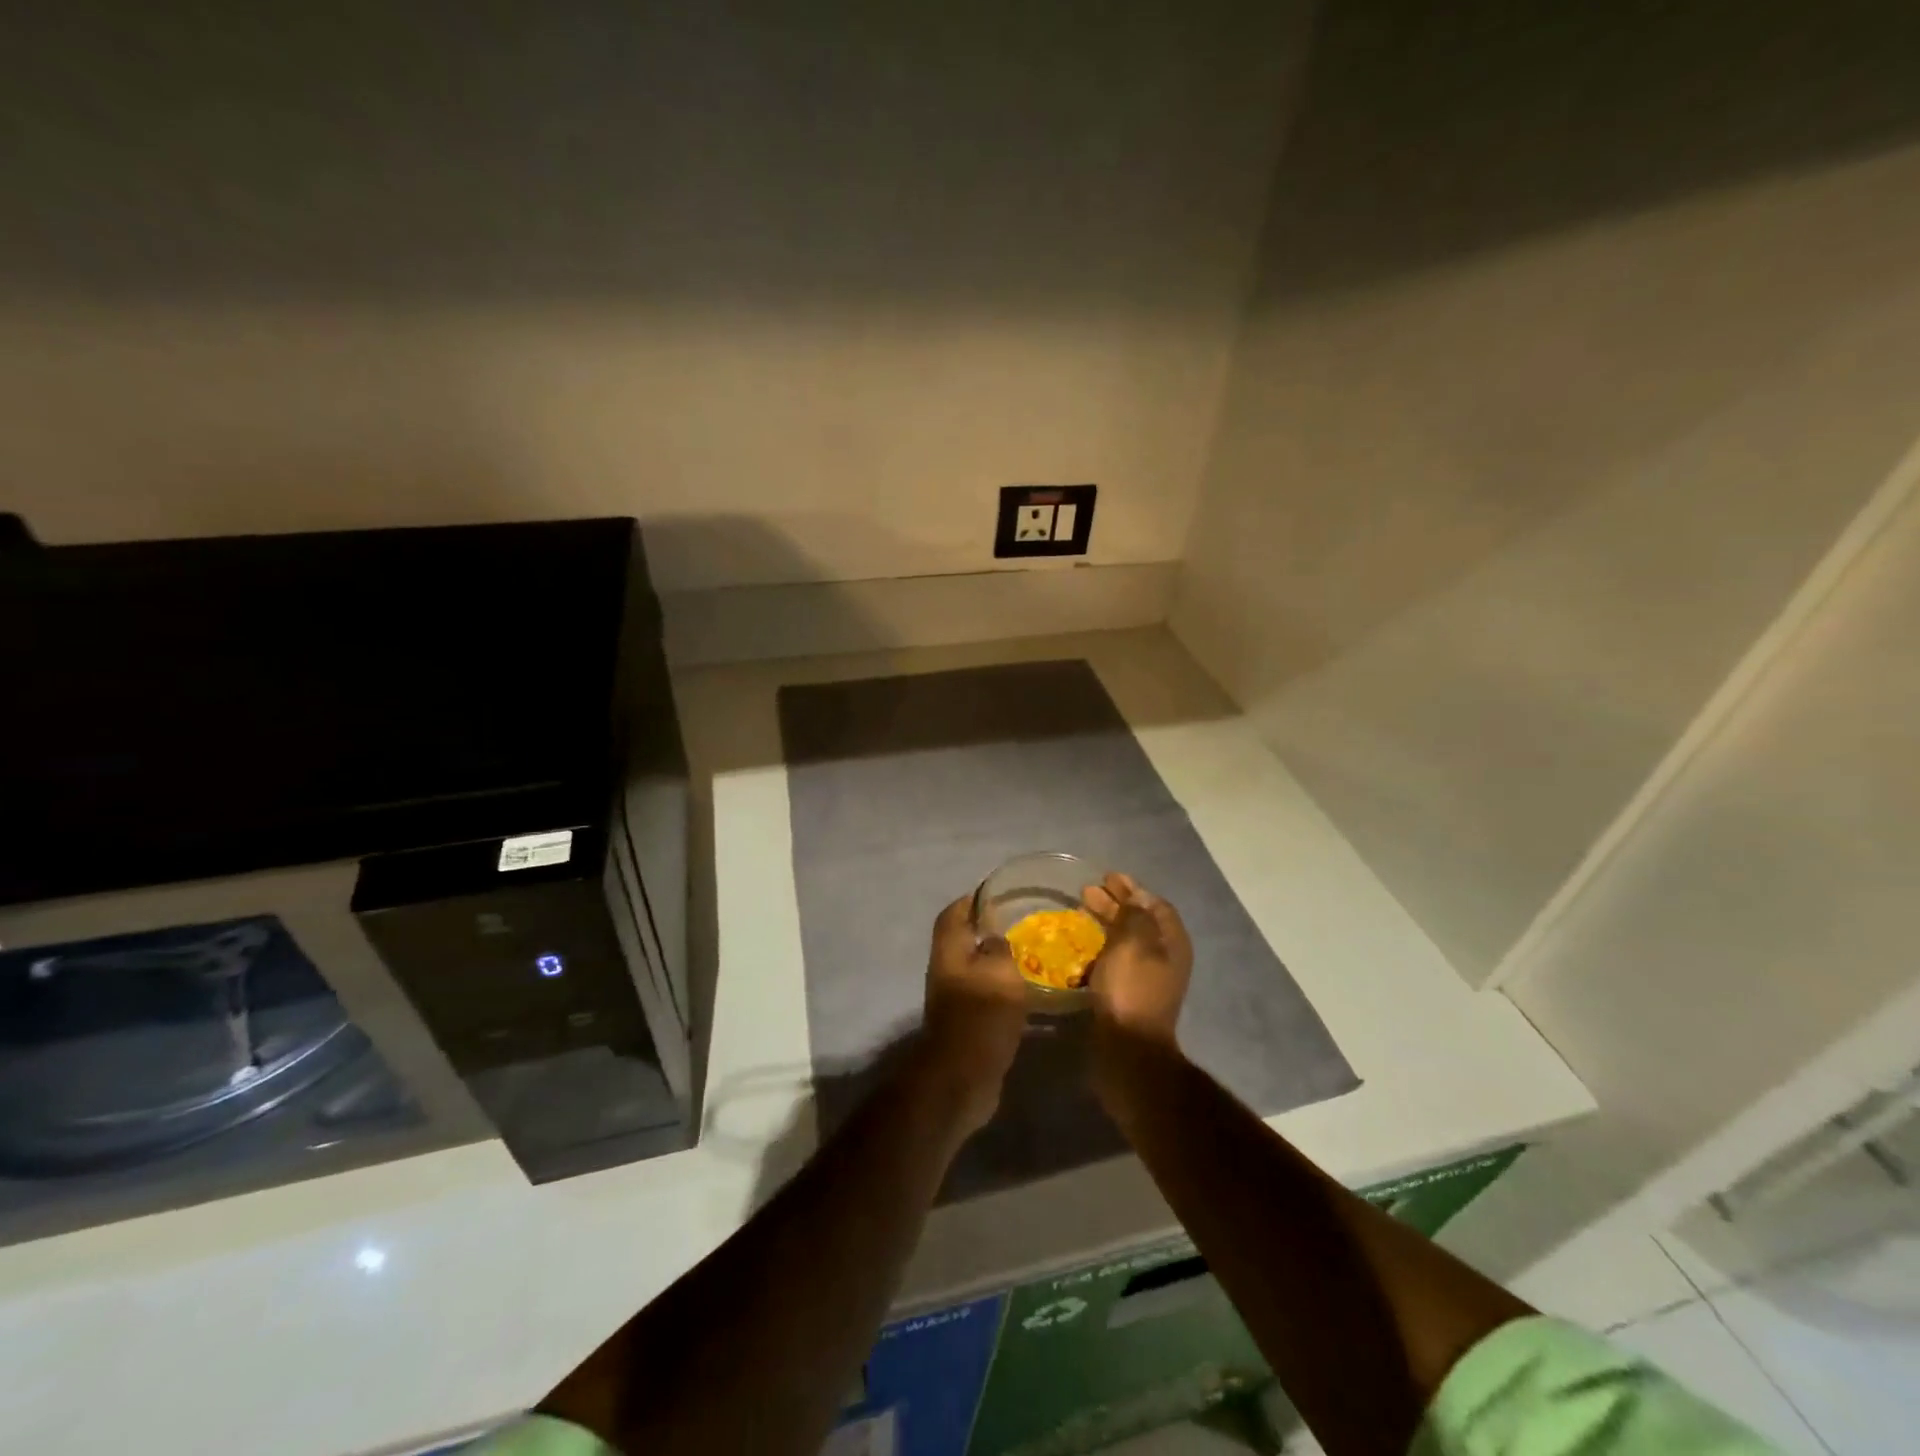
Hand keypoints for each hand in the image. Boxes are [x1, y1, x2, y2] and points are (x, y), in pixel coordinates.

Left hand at [919, 895, 1028, 1131]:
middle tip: (1021, 922)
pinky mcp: (966, 1021)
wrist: (963, 1076)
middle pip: (963, 939)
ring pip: (975, 967)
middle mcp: (946, 969)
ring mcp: (954, 997)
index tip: (998, 893)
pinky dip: (1002, 986)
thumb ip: (1000, 948)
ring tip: (1031, 953)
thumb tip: (996, 939)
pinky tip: (1027, 989)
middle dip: (988, 929)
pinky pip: (984, 992)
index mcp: (949, 950)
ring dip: (997, 959)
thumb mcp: (1000, 972)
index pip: (954, 913)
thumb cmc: (981, 1015)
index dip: (972, 900)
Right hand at [1081, 872, 1191, 1047]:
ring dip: (1105, 924)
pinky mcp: (1129, 994)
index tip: (1107, 878)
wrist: (1128, 1047)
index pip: (1156, 905)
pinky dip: (1100, 949)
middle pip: (1140, 921)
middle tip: (1086, 892)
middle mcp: (1165, 958)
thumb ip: (1134, 915)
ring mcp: (1147, 978)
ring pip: (1126, 941)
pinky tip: (1081, 947)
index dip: (1133, 888)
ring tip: (1079, 914)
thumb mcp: (1133, 942)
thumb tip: (1135, 898)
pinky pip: (1115, 961)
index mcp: (1172, 942)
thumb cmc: (1132, 988)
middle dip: (1115, 904)